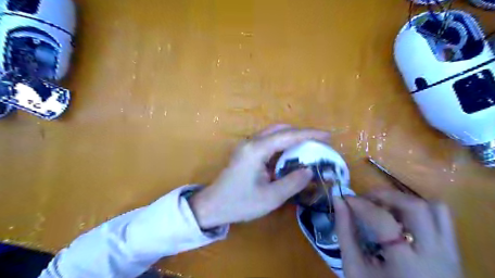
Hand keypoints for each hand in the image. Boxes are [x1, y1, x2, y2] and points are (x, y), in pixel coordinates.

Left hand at [189, 125, 327, 229]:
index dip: (310, 134)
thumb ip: (292, 182)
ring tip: (307, 148)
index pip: (288, 136)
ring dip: (290, 138)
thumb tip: (309, 170)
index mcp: (257, 150)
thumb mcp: (271, 197)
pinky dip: (281, 146)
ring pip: (273, 134)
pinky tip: (289, 156)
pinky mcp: (245, 152)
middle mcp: (251, 142)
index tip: (328, 136)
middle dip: (300, 133)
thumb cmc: (240, 203)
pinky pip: (267, 143)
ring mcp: (247, 146)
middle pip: (279, 129)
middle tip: (317, 142)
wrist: (212, 206)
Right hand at [335, 190, 461, 277]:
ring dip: (405, 199)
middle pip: (416, 207)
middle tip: (366, 199)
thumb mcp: (354, 267)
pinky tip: (401, 217)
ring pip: (435, 208)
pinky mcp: (454, 251)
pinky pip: (442, 218)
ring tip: (385, 206)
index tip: (347, 199)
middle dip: (386, 195)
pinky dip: (420, 208)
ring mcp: (450, 253)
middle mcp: (436, 255)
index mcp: (407, 265)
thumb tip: (338, 200)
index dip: (362, 205)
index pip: (384, 221)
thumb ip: (345, 231)